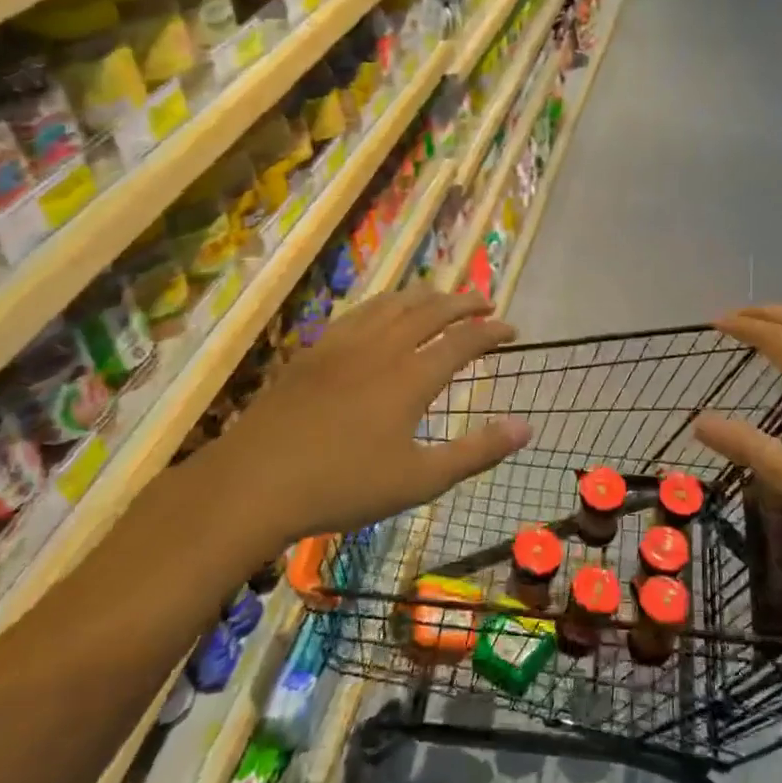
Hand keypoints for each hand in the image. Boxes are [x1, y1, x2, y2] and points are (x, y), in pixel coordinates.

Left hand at [205, 288, 530, 549]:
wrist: (254, 483)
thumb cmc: (344, 487)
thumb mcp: (421, 480)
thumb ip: (477, 451)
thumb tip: (526, 427)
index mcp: (411, 377)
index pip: (463, 341)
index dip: (491, 331)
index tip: (511, 329)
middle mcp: (381, 348)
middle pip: (430, 310)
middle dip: (463, 301)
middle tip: (485, 301)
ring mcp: (343, 345)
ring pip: (392, 303)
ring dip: (424, 295)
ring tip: (441, 297)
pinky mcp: (313, 351)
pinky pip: (358, 313)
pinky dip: (384, 304)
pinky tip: (382, 314)